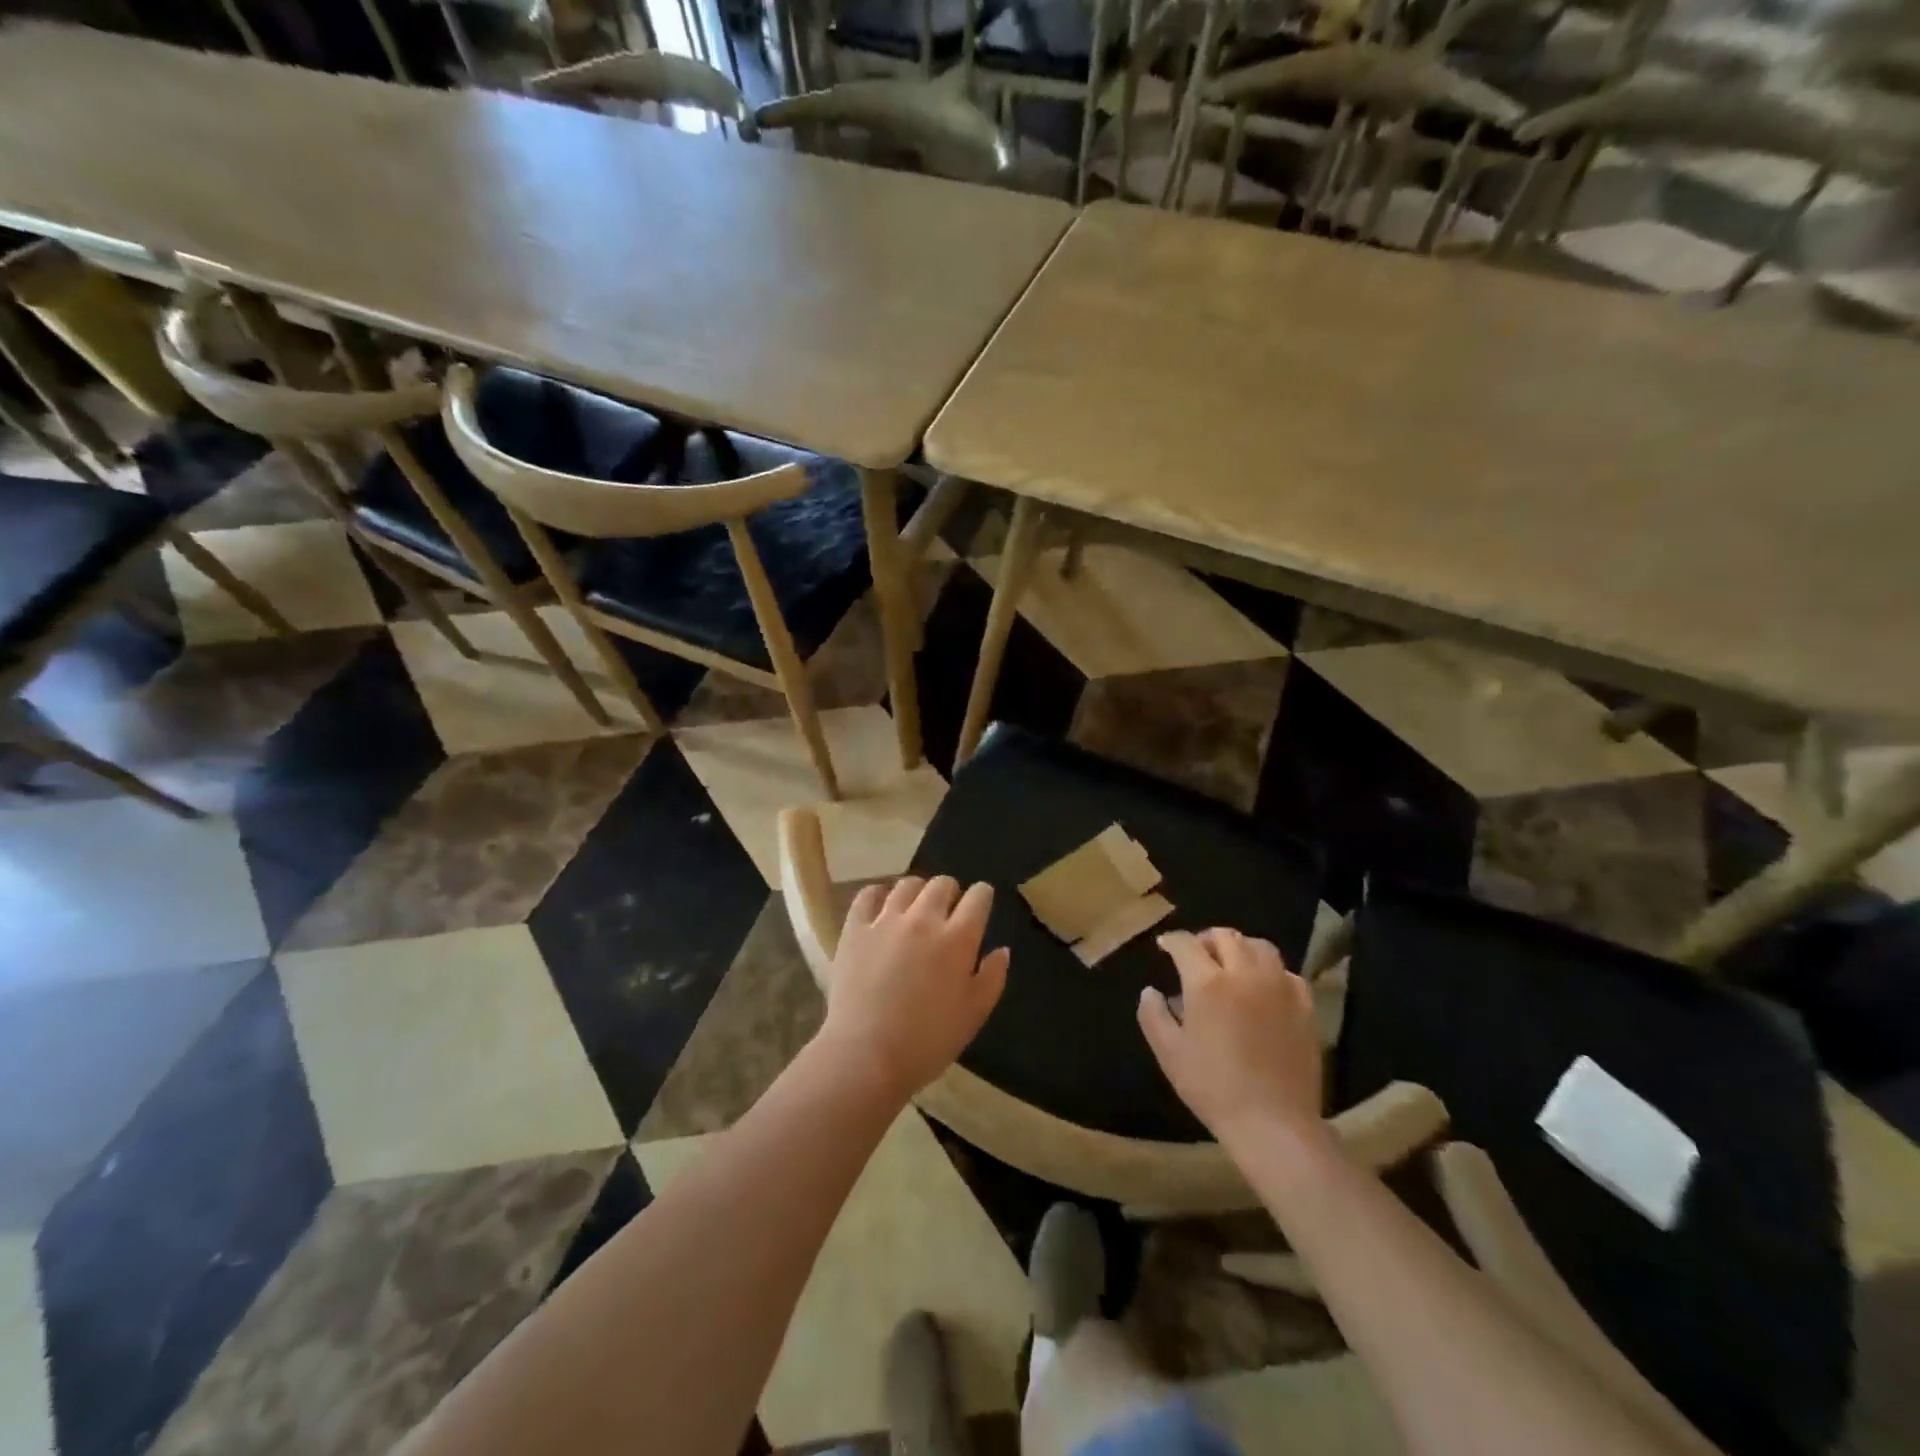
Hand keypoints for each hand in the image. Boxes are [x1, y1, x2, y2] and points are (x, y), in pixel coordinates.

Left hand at [818, 875, 1009, 1104]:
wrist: (866, 1055)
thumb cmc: (928, 1041)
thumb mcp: (974, 1014)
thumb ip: (993, 977)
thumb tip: (1002, 950)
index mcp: (958, 938)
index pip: (978, 897)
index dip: (983, 896)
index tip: (981, 904)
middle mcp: (924, 918)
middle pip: (942, 884)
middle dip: (951, 892)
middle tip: (948, 912)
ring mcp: (886, 920)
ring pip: (907, 885)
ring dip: (918, 892)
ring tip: (915, 908)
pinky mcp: (855, 929)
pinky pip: (867, 895)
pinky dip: (878, 894)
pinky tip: (881, 905)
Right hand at [1138, 928, 1322, 1146]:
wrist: (1273, 1123)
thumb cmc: (1213, 1087)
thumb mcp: (1169, 1053)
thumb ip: (1153, 1015)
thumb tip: (1150, 991)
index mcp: (1207, 982)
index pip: (1186, 944)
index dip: (1172, 941)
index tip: (1165, 946)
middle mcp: (1244, 973)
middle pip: (1225, 936)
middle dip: (1205, 940)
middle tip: (1196, 955)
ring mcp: (1279, 987)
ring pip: (1259, 946)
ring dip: (1240, 948)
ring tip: (1231, 965)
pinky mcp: (1304, 1006)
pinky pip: (1286, 973)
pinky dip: (1269, 971)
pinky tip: (1262, 989)